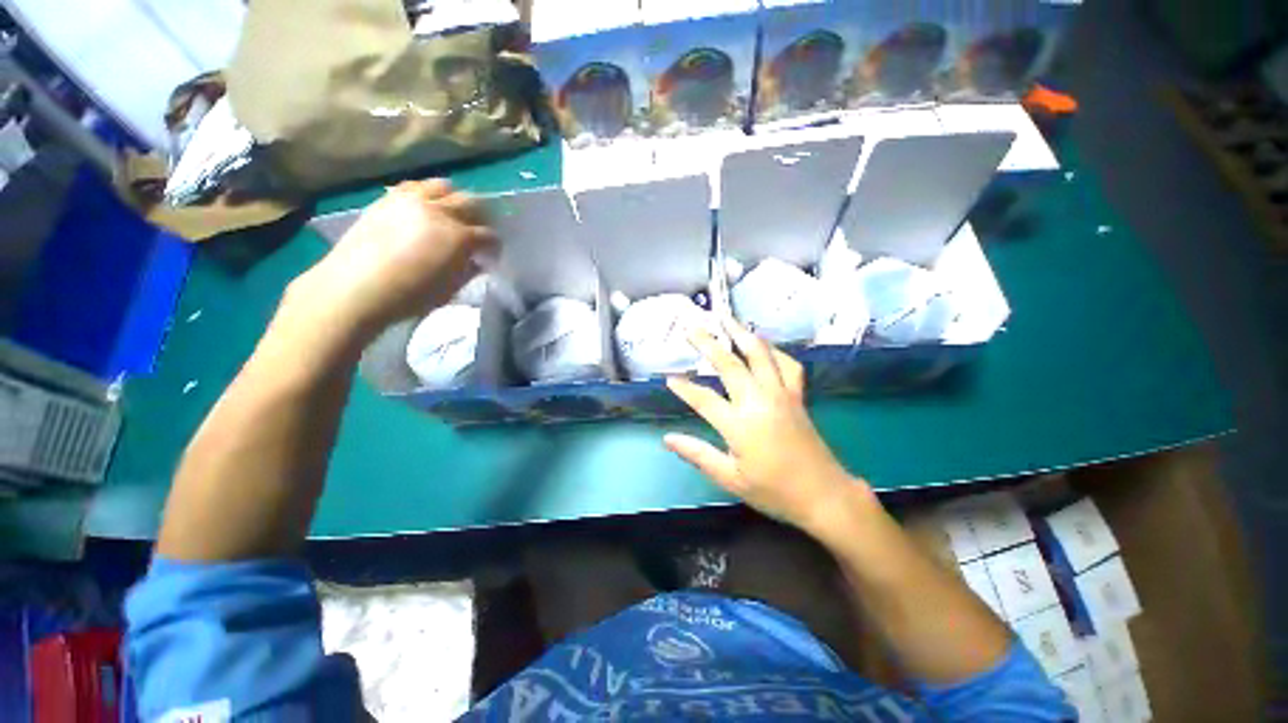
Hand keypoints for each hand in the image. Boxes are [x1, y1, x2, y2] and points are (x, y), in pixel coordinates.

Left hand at [302, 179, 496, 334]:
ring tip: (448, 212)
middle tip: (476, 229)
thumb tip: (475, 262)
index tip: (490, 255)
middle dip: (479, 216)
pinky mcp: (391, 197)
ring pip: (445, 186)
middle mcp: (440, 210)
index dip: (493, 246)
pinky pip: (417, 186)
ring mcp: (414, 199)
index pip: (487, 235)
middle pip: (472, 202)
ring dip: (452, 198)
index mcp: (457, 238)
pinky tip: (422, 207)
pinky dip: (426, 194)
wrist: (351, 289)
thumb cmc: (399, 300)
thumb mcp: (441, 295)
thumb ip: (464, 274)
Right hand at [664, 318, 871, 534]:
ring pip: (761, 354)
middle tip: (692, 327)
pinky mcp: (798, 397)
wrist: (822, 492)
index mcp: (740, 425)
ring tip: (727, 319)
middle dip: (709, 344)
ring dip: (742, 334)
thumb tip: (668, 438)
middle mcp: (760, 401)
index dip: (684, 388)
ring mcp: (782, 395)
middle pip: (731, 365)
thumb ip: (699, 455)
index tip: (668, 377)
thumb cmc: (774, 492)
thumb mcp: (731, 480)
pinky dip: (774, 351)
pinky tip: (765, 347)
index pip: (704, 399)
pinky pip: (787, 365)